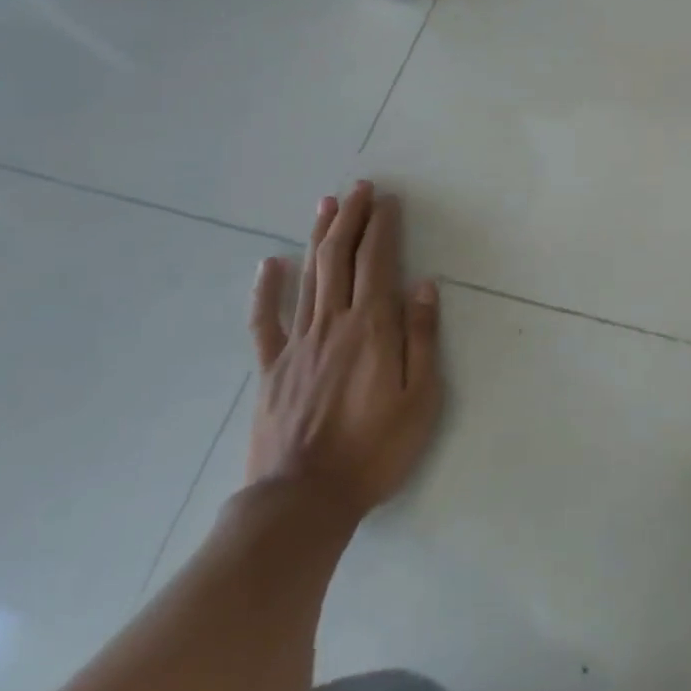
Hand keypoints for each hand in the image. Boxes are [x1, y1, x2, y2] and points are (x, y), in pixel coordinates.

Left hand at [246, 182, 443, 521]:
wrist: (302, 503)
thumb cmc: (374, 451)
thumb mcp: (420, 398)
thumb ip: (422, 338)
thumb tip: (424, 286)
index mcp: (372, 329)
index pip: (378, 264)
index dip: (383, 228)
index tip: (387, 200)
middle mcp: (333, 324)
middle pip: (341, 259)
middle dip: (351, 219)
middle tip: (359, 188)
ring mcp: (298, 345)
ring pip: (309, 278)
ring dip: (319, 238)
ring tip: (326, 205)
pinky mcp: (272, 370)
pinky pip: (265, 322)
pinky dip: (266, 290)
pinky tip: (269, 264)